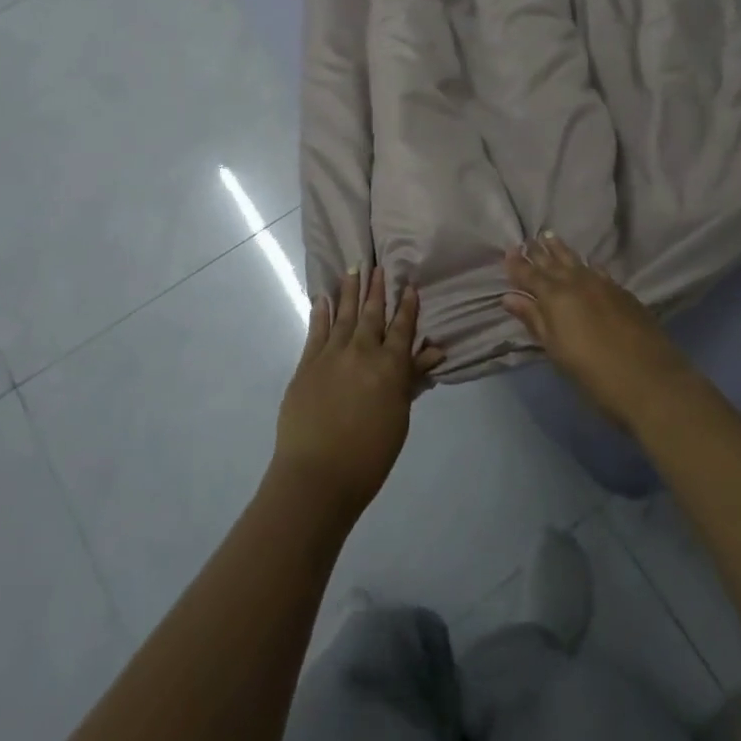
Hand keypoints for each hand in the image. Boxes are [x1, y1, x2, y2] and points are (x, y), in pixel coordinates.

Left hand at [273, 267, 444, 519]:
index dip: (407, 306)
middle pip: (372, 314)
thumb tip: (433, 351)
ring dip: (349, 291)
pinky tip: (323, 297)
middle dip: (377, 289)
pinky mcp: (307, 364)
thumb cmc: (369, 454)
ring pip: (343, 314)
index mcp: (390, 366)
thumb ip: (412, 379)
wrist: (318, 475)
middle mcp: (362, 351)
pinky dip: (321, 312)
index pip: (402, 328)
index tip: (409, 284)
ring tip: (354, 268)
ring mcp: (331, 355)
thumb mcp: (399, 417)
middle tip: (378, 265)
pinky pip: (316, 330)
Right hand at [502, 233, 693, 431]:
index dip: (518, 265)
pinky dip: (587, 264)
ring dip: (561, 250)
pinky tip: (587, 263)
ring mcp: (604, 285)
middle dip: (538, 252)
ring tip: (550, 237)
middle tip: (527, 239)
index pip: (531, 276)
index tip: (508, 252)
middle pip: (554, 263)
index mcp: (556, 298)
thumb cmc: (594, 373)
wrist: (651, 380)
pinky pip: (598, 270)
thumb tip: (509, 298)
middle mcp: (578, 283)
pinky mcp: (624, 293)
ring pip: (577, 261)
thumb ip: (534, 320)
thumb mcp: (556, 351)